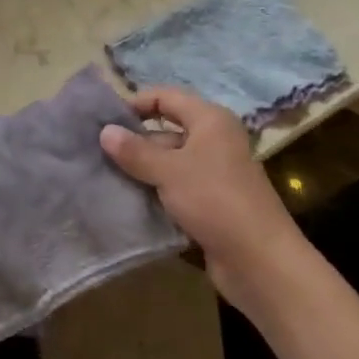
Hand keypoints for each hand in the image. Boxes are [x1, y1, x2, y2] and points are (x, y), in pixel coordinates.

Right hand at [100, 87, 302, 313]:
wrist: (260, 261)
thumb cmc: (215, 200)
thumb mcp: (169, 171)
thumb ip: (135, 150)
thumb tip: (104, 131)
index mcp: (210, 120)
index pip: (166, 97)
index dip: (136, 104)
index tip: (104, 121)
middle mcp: (214, 141)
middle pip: (166, 131)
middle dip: (134, 142)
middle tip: (98, 154)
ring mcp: (215, 174)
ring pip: (170, 163)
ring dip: (142, 171)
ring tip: (106, 178)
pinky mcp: (212, 204)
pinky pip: (177, 189)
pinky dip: (156, 193)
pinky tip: (129, 202)